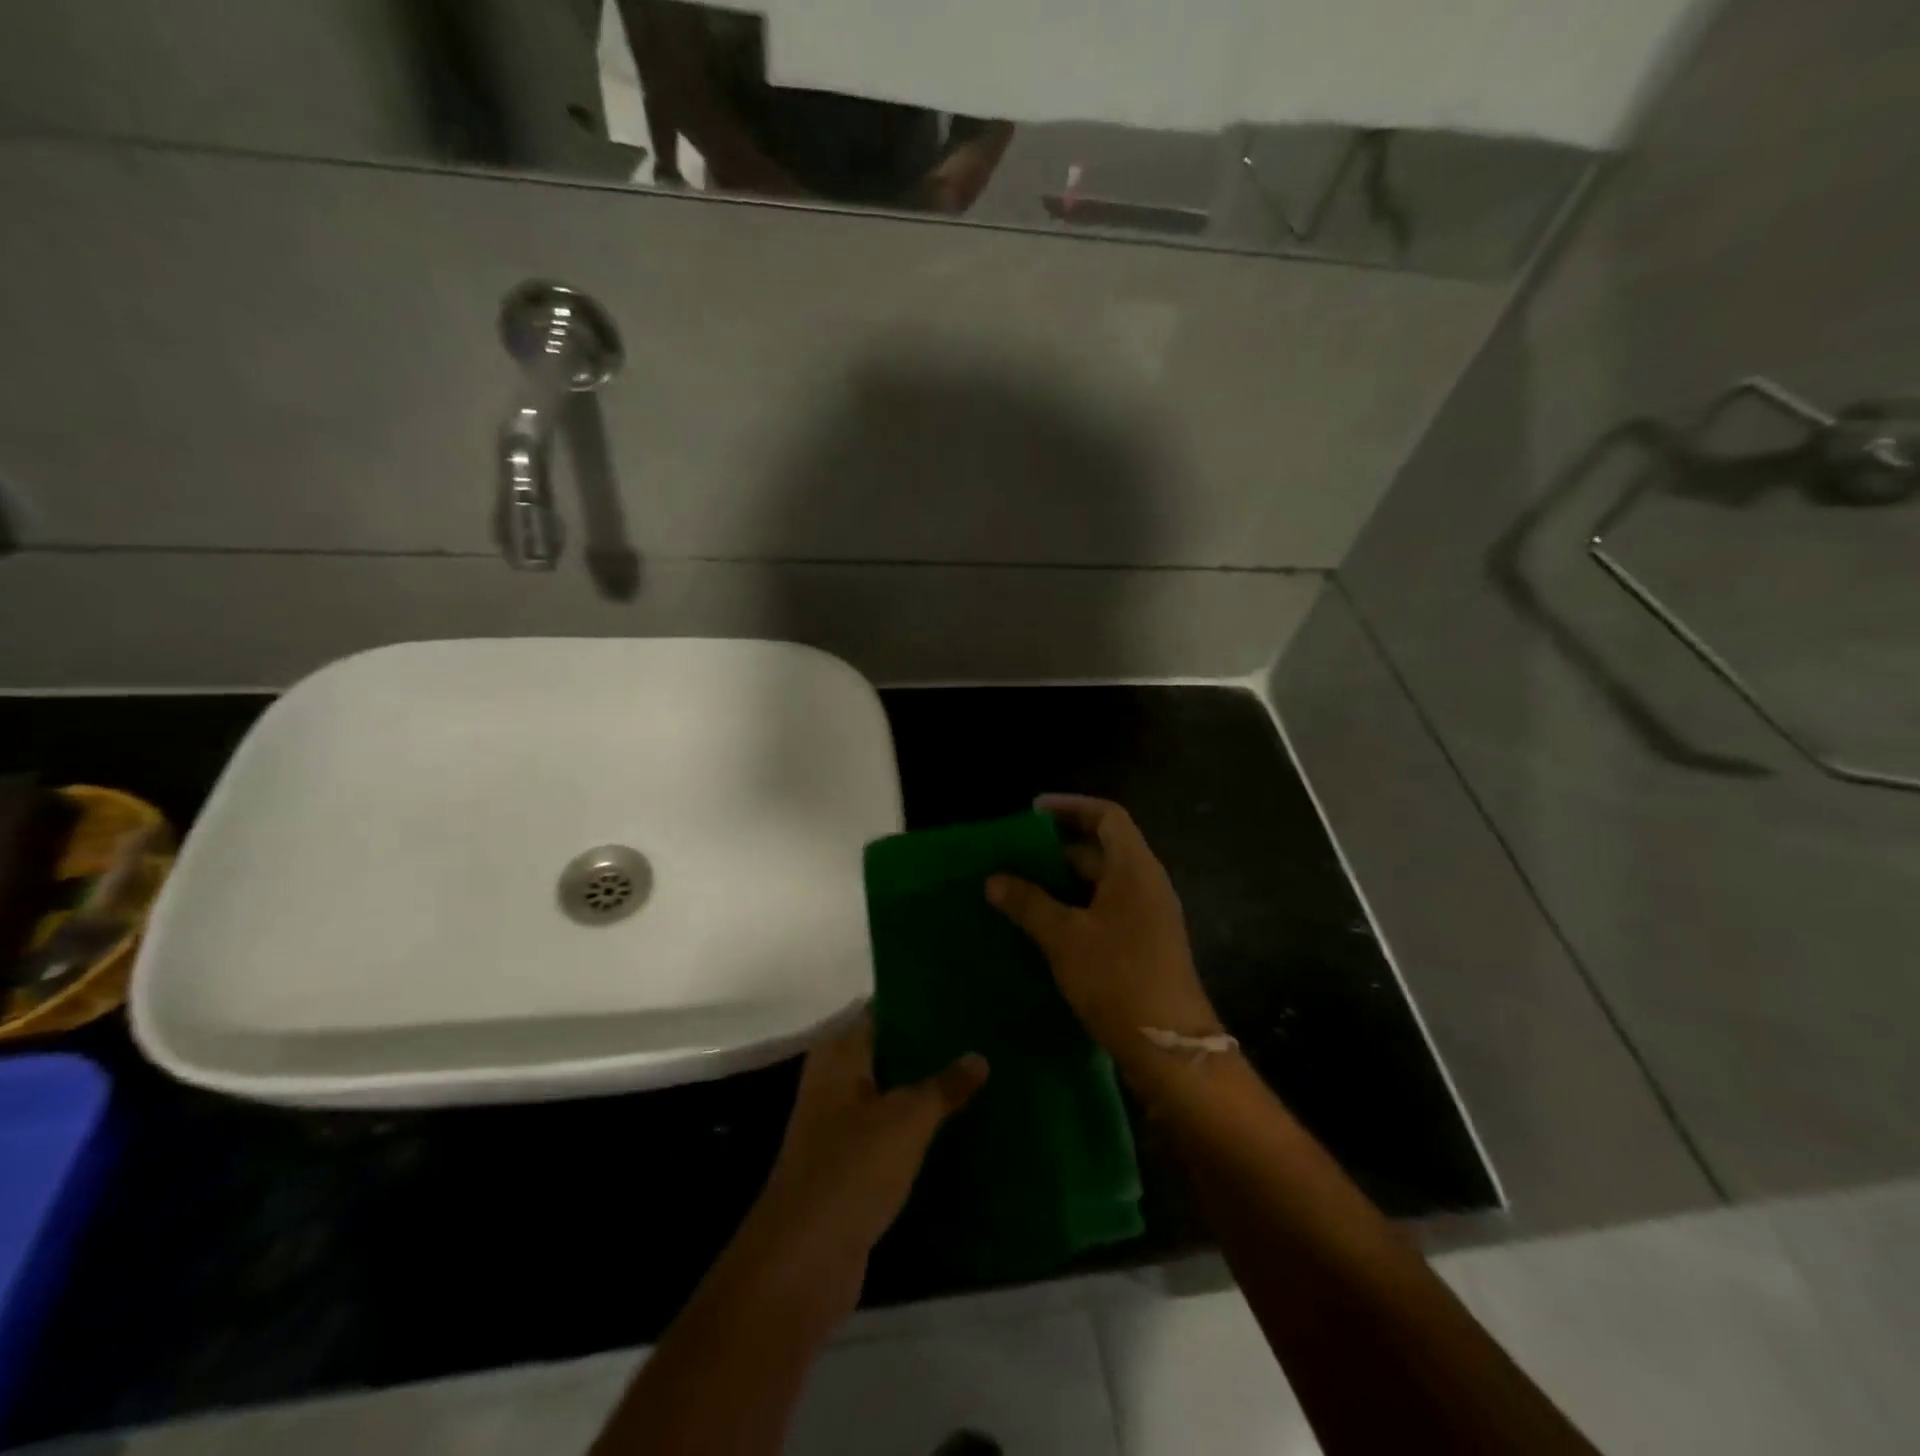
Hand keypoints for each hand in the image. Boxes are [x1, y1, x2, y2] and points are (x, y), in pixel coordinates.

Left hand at [749, 1014, 987, 1320]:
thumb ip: (944, 1086)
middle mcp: (835, 1083)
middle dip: (929, 1051)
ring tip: (978, 1078)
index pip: (882, 1013)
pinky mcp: (850, 1167)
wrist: (803, 1262)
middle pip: (888, 1055)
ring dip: (926, 1092)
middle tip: (980, 1039)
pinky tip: (956, 1128)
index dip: (918, 1006)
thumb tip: (979, 1056)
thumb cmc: (852, 1169)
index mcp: (839, 1056)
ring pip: (891, 1096)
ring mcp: (839, 1127)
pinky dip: (918, 1131)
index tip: (961, 1001)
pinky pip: (891, 1134)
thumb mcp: (907, 1120)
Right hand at [987, 795, 1221, 1075]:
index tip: (1032, 812)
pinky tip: (1040, 925)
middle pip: (1101, 849)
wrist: (1169, 1048)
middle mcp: (1145, 884)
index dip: (1071, 806)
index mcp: (1134, 869)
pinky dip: (1073, 909)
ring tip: (1017, 888)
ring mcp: (1147, 916)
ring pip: (1100, 884)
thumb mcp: (1064, 937)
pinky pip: (1104, 911)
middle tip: (1013, 856)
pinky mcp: (1142, 945)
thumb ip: (1028, 903)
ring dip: (1061, 883)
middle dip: (1056, 849)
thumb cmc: (1118, 979)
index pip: (1107, 816)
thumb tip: (993, 879)